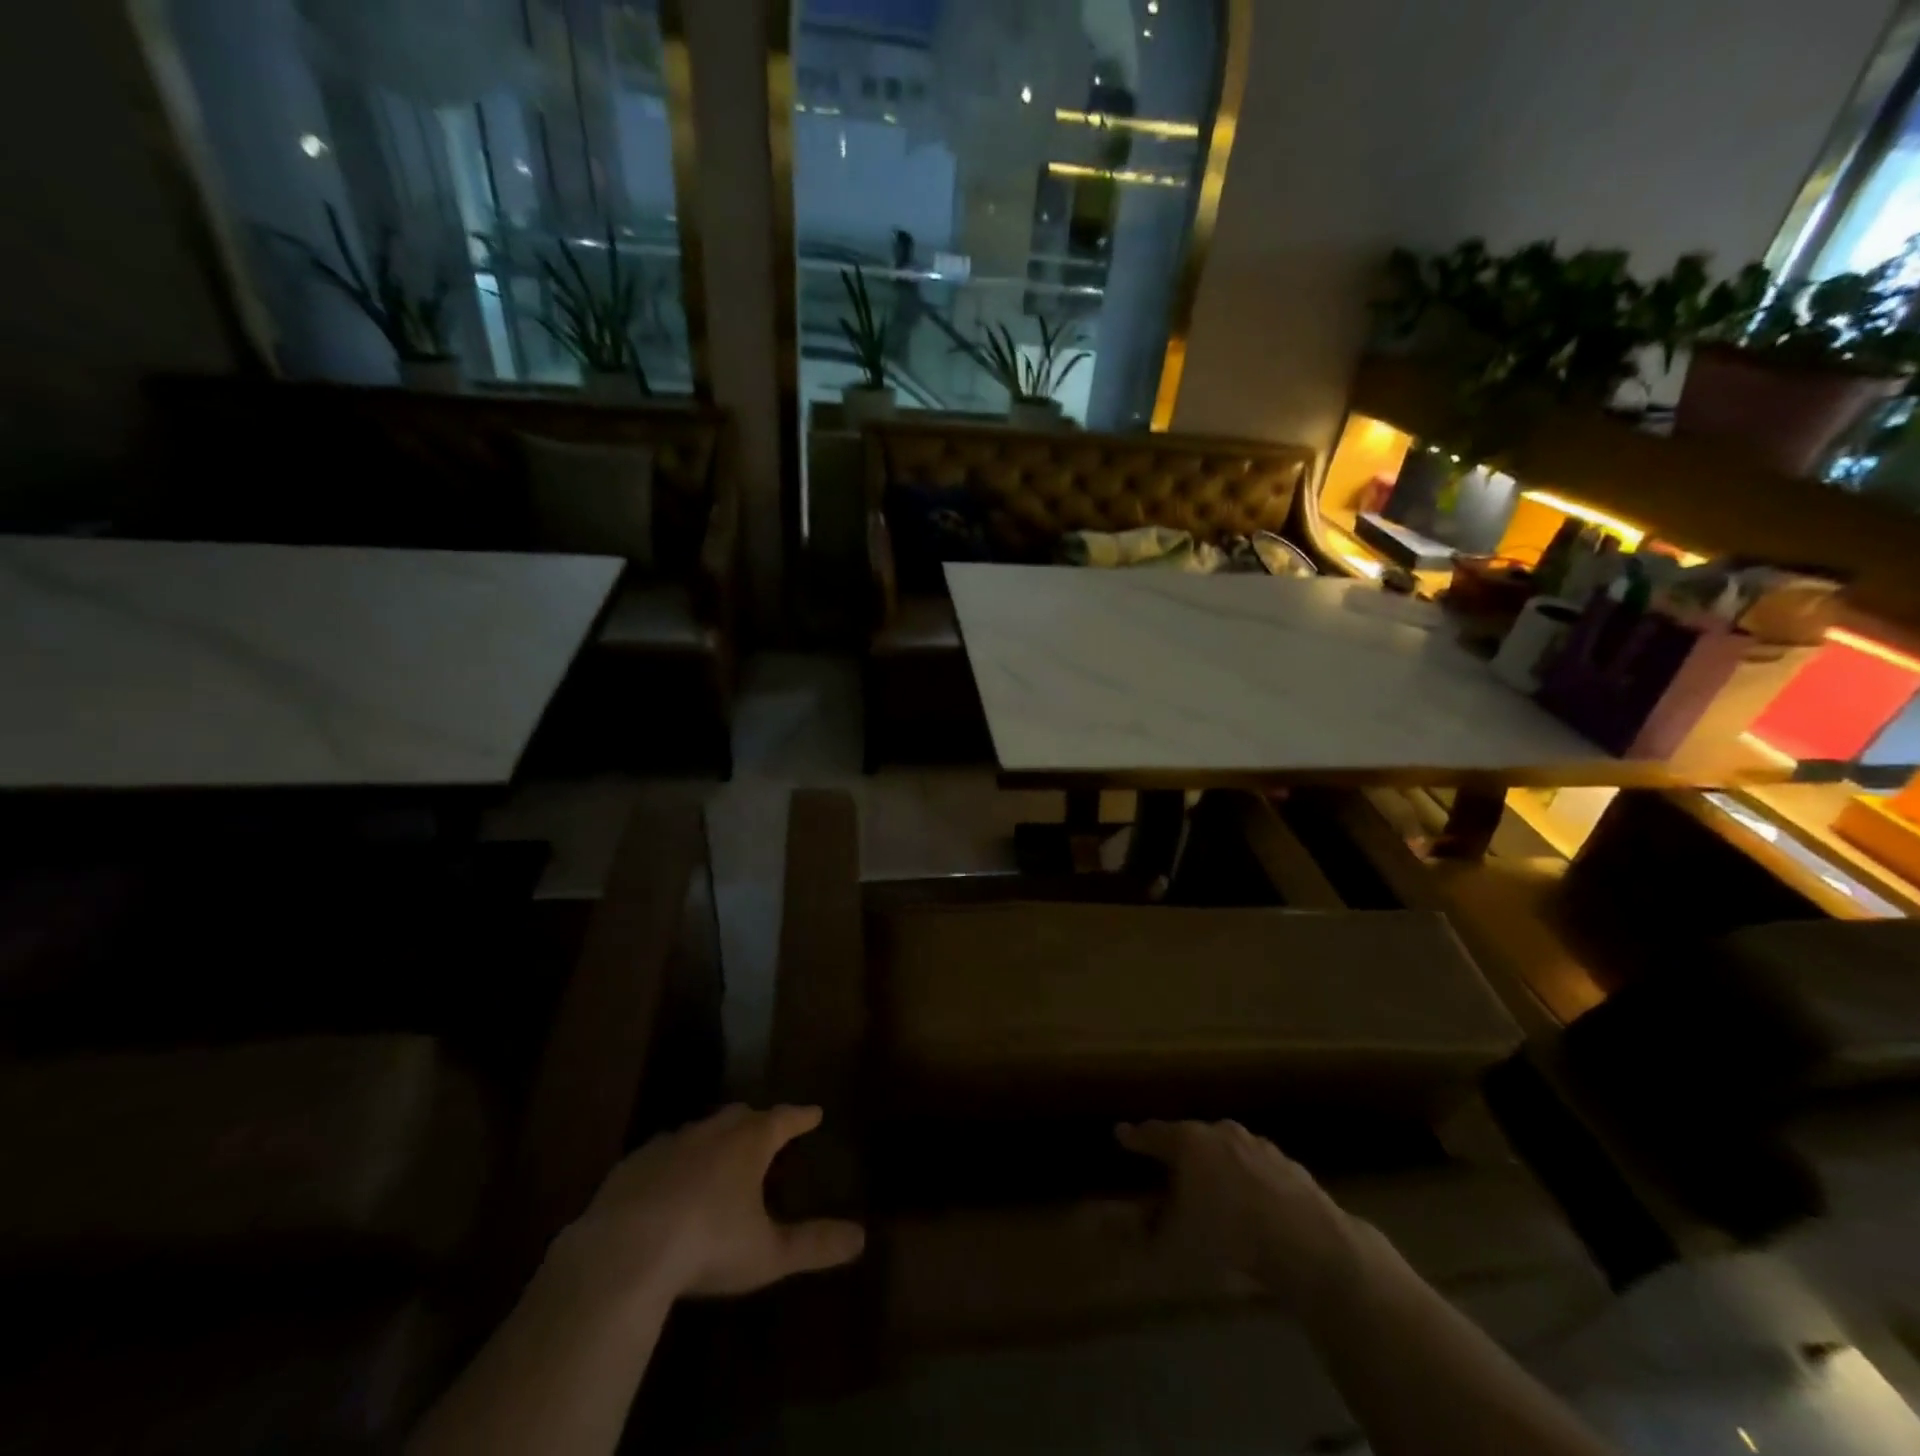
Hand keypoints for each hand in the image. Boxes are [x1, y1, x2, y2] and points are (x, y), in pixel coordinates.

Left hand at [561, 1104, 864, 1300]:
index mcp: (748, 1144)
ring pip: (699, 1130)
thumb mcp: (768, 1253)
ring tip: (718, 1152)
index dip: (800, 1117)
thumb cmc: (706, 1246)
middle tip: (766, 1129)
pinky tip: (667, 1180)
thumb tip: (861, 1237)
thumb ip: (814, 1245)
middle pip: (740, 1115)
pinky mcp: (631, 1166)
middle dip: (756, 1120)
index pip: (783, 1119)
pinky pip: (660, 1153)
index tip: (814, 1113)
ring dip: (713, 1137)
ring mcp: (667, 1145)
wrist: (622, 1253)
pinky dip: (673, 1160)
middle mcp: (710, 1133)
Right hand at [1117, 1119, 1362, 1314]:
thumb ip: (1145, 1234)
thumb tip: (1121, 1229)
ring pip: (1227, 1150)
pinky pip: (1257, 1169)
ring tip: (1213, 1187)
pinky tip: (1252, 1204)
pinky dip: (1248, 1180)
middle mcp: (1220, 1132)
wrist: (1307, 1243)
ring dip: (1217, 1164)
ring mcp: (1258, 1145)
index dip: (1134, 1137)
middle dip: (1179, 1150)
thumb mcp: (1175, 1244)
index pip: (1152, 1134)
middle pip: (1191, 1137)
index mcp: (1187, 1142)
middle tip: (1170, 1166)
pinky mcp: (1288, 1165)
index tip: (1122, 1134)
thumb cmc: (1228, 1236)